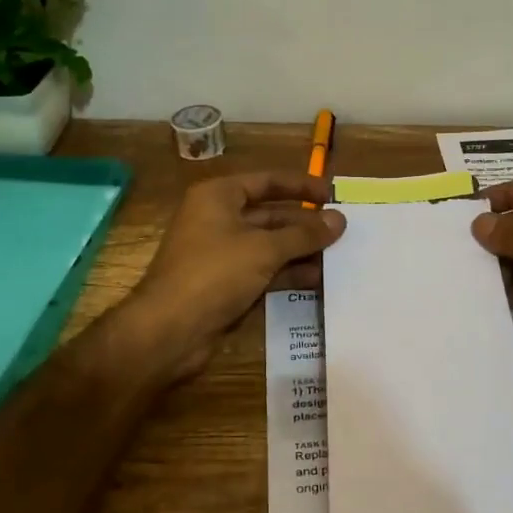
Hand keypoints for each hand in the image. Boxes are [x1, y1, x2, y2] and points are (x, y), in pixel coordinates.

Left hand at [122, 171, 346, 381]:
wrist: (169, 330)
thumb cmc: (214, 273)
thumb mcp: (264, 249)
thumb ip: (304, 234)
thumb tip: (340, 219)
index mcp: (218, 197)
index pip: (267, 181)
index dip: (301, 185)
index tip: (333, 195)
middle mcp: (218, 219)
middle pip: (270, 214)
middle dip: (305, 224)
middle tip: (343, 231)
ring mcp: (221, 254)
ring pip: (269, 245)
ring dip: (301, 251)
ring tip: (339, 257)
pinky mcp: (225, 284)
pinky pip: (263, 271)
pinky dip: (288, 273)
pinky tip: (318, 280)